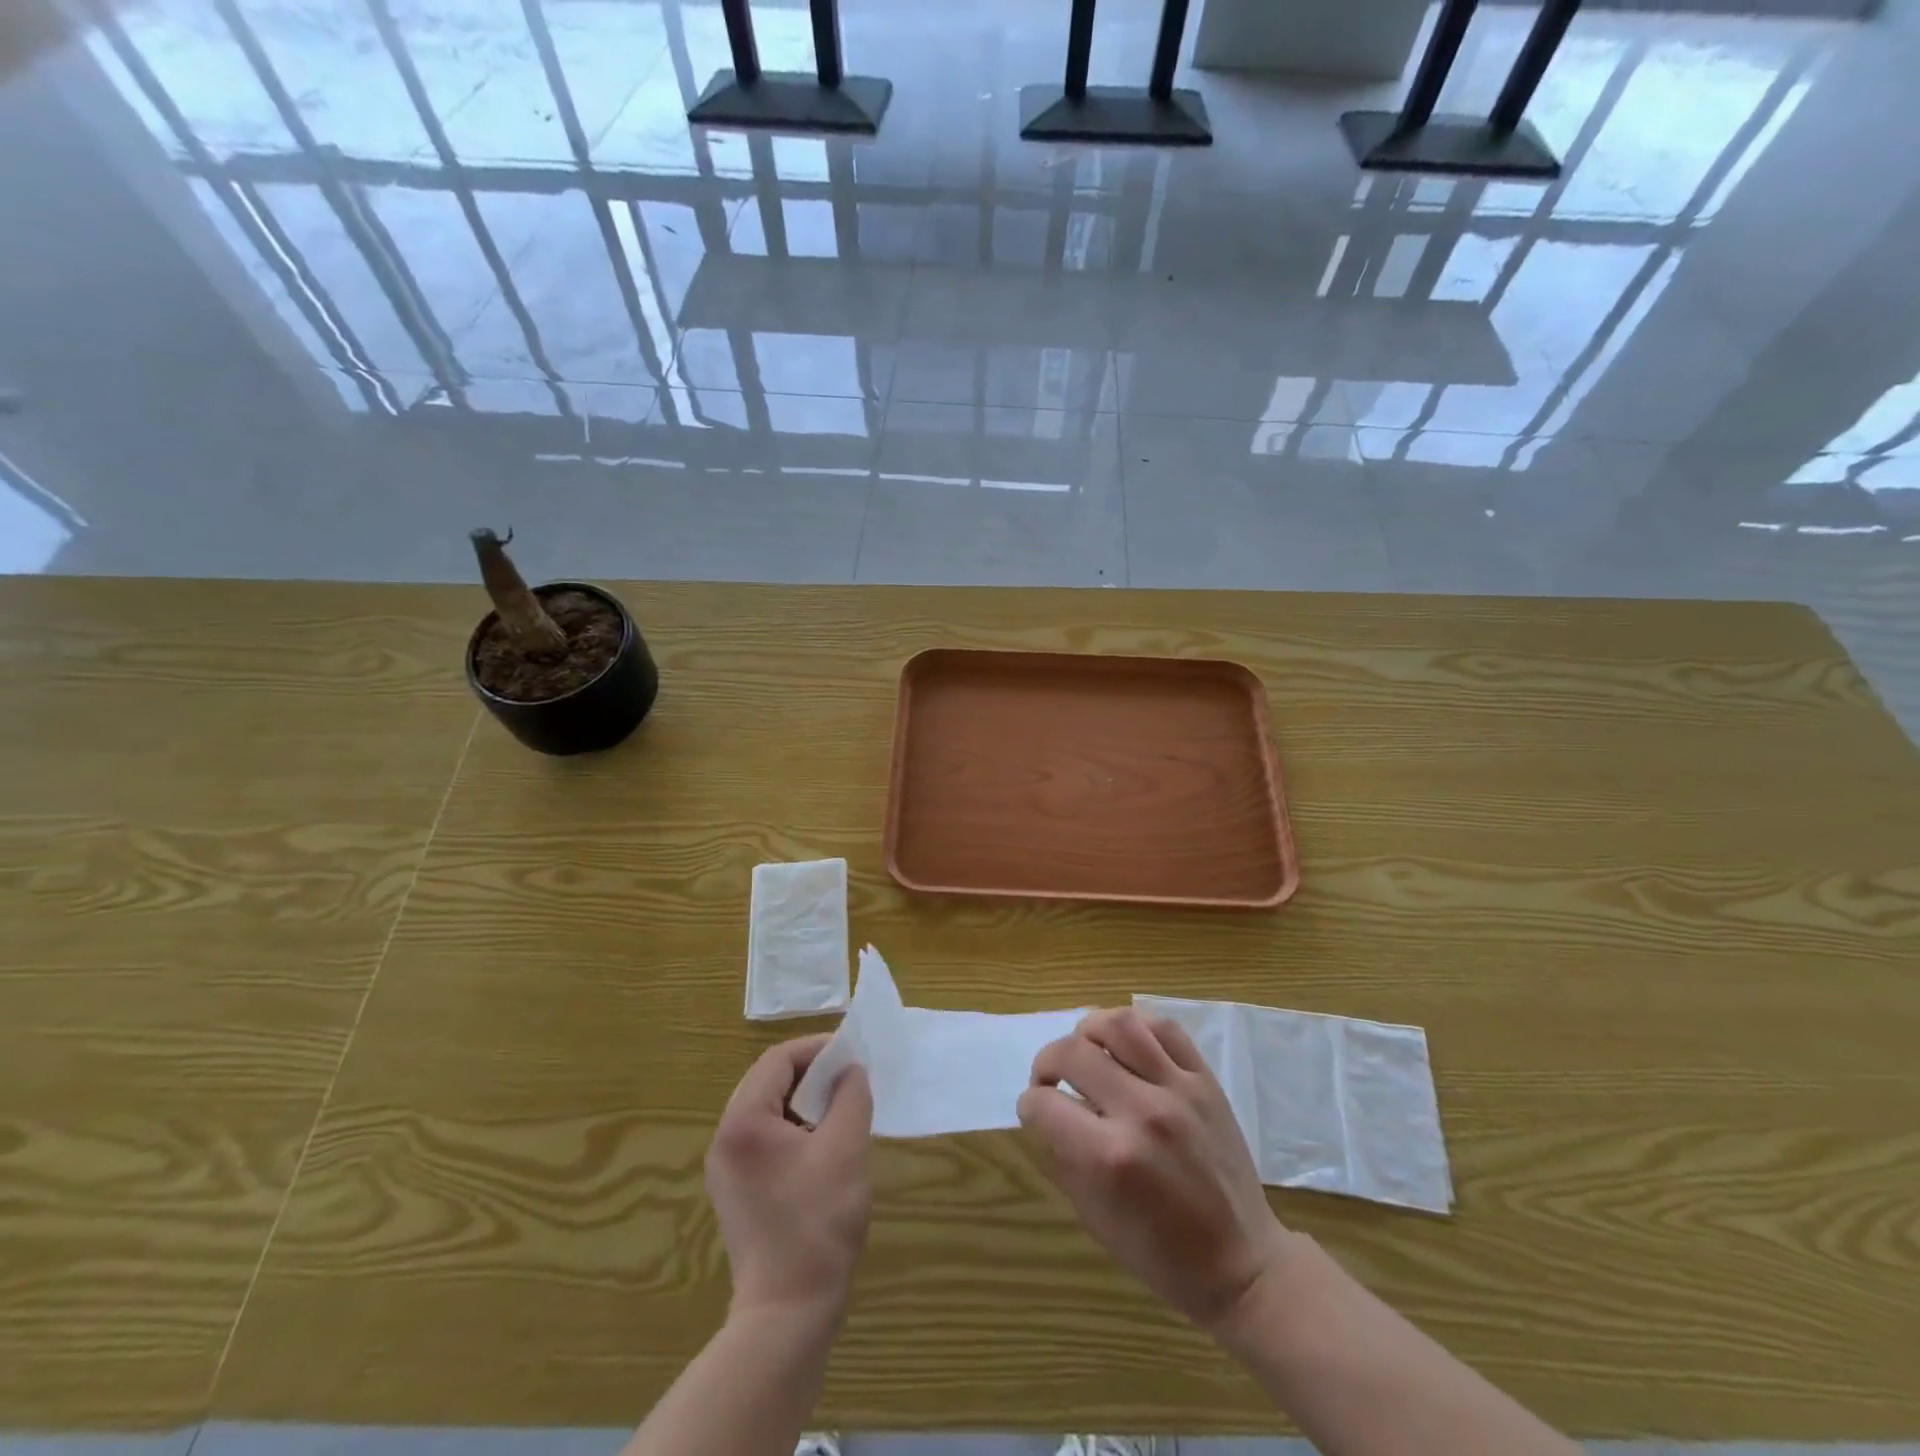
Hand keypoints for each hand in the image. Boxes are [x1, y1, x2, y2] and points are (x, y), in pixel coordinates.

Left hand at [707, 1034, 873, 1321]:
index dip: (817, 1049)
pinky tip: (824, 1145)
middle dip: (812, 1074)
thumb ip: (850, 1096)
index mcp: (743, 1122)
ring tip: (842, 1110)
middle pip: (769, 1081)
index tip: (852, 1055)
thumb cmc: (818, 1223)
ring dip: (805, 1101)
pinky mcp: (737, 1191)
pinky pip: (766, 1139)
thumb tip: (850, 1071)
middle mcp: (725, 1139)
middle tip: (849, 1079)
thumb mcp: (846, 1148)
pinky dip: (795, 1128)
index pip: (778, 1060)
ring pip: (768, 1110)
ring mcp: (726, 1168)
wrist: (788, 1312)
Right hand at [1019, 1007, 1289, 1333]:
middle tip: (1050, 1078)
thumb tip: (1045, 1110)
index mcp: (1109, 1159)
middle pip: (1073, 1052)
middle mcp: (1142, 1113)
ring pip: (1119, 1024)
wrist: (1242, 1263)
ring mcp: (1178, 1090)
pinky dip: (1134, 1025)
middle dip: (1047, 1062)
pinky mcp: (1205, 1080)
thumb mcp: (1094, 1217)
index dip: (1030, 1105)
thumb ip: (1064, 1155)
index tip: (1035, 1110)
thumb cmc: (1161, 1253)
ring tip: (1085, 1050)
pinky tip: (1123, 1043)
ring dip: (1087, 1031)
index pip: (1045, 1104)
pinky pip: (1164, 1028)